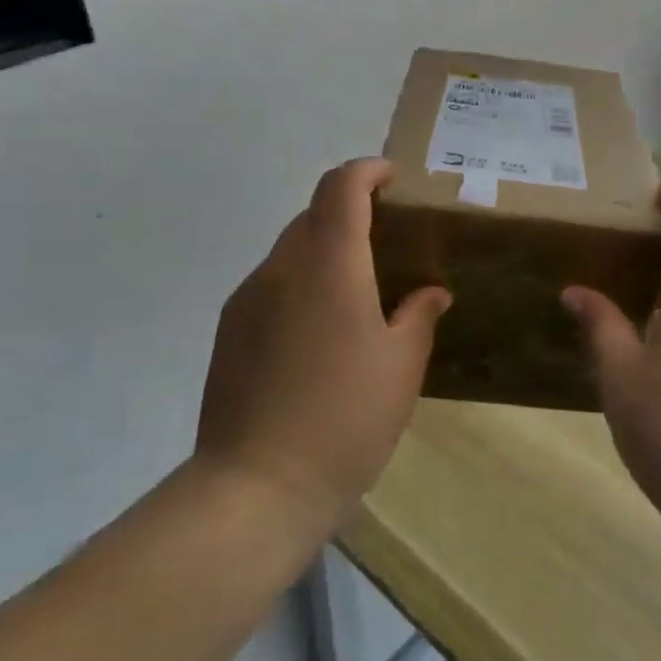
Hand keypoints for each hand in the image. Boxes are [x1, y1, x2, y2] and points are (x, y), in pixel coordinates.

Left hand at [194, 158, 450, 535]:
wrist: (255, 489)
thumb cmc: (344, 418)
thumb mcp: (401, 366)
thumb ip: (419, 316)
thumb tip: (431, 292)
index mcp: (328, 264)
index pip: (340, 187)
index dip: (367, 171)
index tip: (392, 179)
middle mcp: (281, 268)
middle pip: (314, 214)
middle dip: (350, 212)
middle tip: (387, 243)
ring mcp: (247, 299)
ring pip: (290, 251)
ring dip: (325, 251)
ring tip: (357, 293)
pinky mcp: (229, 332)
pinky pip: (272, 285)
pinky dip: (301, 284)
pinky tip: (320, 333)